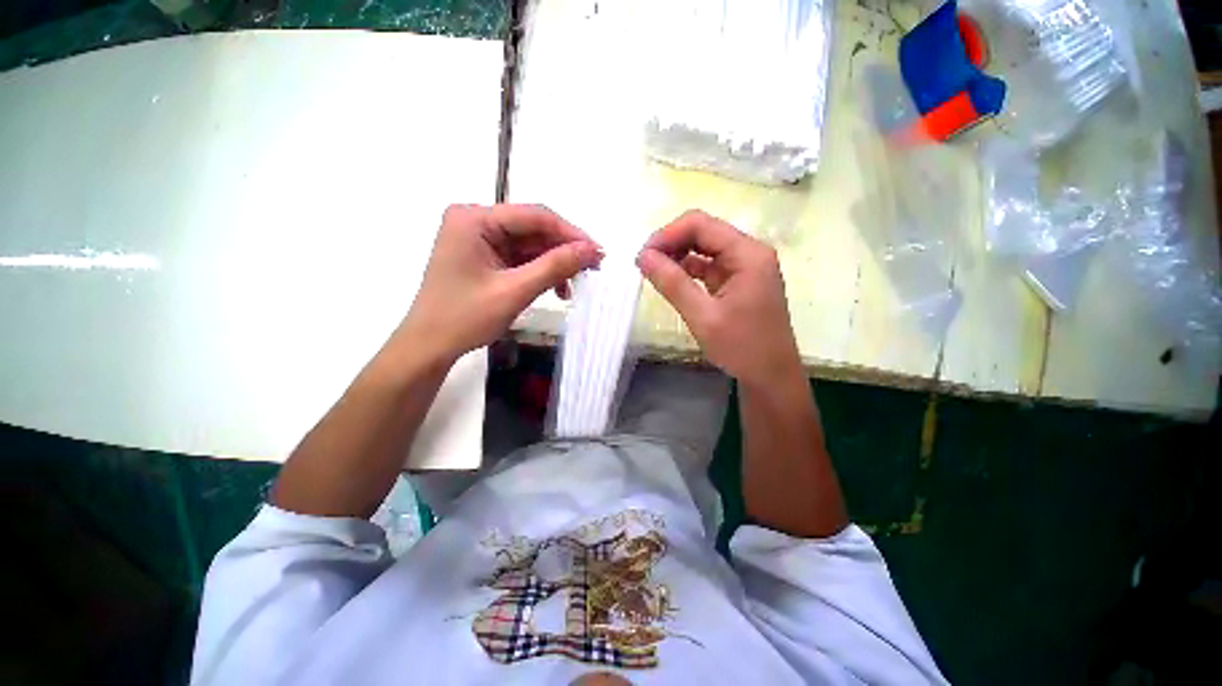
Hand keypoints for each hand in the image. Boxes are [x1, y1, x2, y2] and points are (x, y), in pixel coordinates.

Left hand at [400, 204, 601, 362]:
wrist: (430, 346)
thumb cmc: (465, 317)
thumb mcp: (514, 291)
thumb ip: (554, 267)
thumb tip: (592, 249)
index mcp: (475, 219)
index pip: (534, 216)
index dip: (570, 233)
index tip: (598, 252)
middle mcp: (477, 221)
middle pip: (533, 229)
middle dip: (564, 250)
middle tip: (592, 269)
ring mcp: (480, 239)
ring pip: (530, 245)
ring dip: (554, 264)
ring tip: (575, 284)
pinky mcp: (485, 257)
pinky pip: (521, 258)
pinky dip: (540, 272)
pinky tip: (557, 288)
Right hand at [637, 210, 800, 385]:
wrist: (770, 376)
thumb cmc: (742, 347)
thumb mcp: (703, 317)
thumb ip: (672, 283)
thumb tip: (643, 256)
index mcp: (748, 253)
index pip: (700, 224)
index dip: (667, 234)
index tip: (643, 256)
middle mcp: (749, 252)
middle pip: (703, 232)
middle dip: (671, 243)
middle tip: (645, 264)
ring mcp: (745, 266)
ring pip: (704, 247)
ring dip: (677, 255)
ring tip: (653, 272)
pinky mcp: (738, 280)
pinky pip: (709, 265)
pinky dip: (688, 269)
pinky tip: (671, 279)